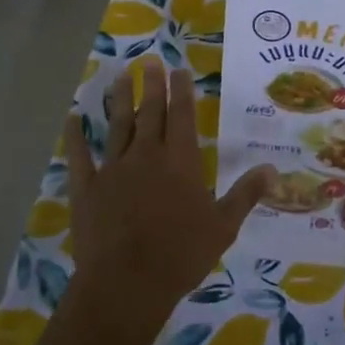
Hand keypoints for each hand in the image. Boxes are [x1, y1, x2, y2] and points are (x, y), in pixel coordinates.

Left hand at [64, 61, 274, 344]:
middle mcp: (146, 155)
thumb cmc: (181, 255)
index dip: (181, 90)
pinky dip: (75, 136)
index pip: (182, 115)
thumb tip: (271, 168)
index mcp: (180, 161)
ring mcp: (113, 168)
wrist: (127, 283)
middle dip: (151, 85)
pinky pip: (79, 155)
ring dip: (119, 100)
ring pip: (116, 125)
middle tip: (150, 61)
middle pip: (150, 112)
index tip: (179, 69)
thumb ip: (245, 194)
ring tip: (120, 77)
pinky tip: (72, 118)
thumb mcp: (223, 226)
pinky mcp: (86, 187)